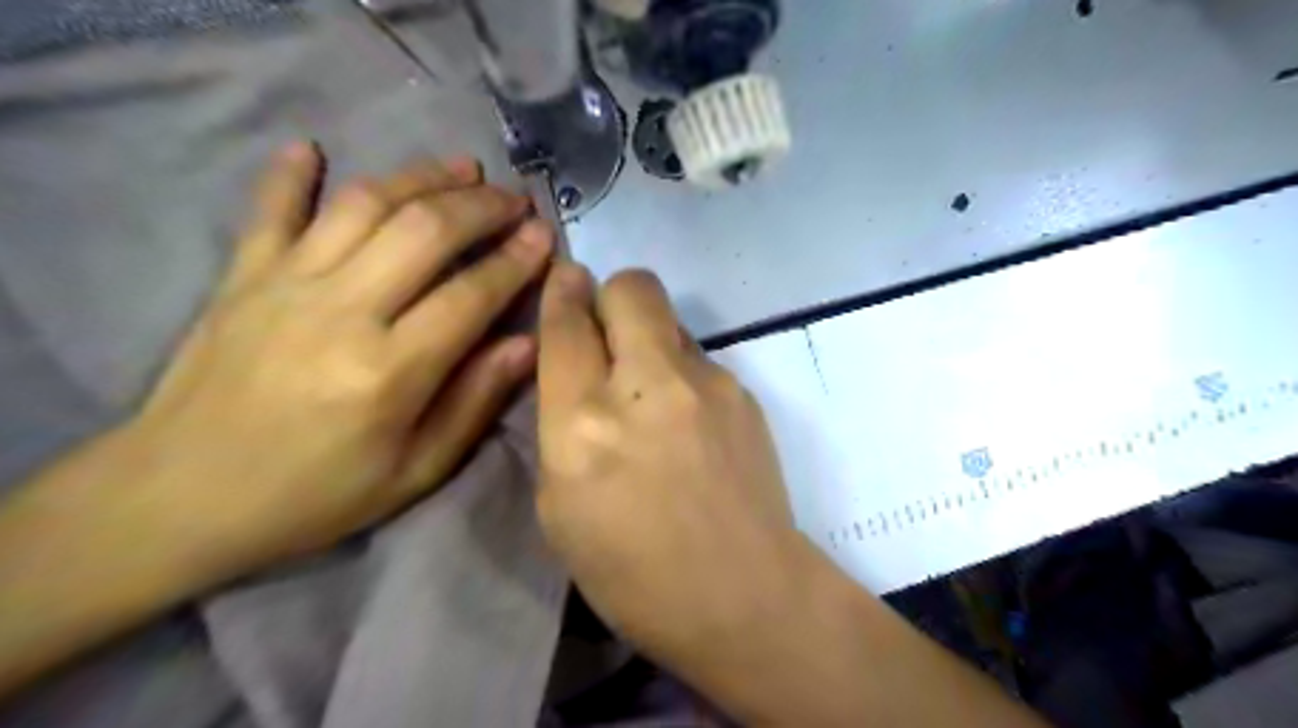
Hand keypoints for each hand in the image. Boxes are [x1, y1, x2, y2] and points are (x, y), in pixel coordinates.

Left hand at [116, 139, 550, 575]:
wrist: (180, 499)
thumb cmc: (314, 495)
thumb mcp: (415, 472)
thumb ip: (475, 403)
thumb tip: (526, 344)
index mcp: (389, 370)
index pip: (471, 295)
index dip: (516, 261)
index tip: (544, 236)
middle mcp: (341, 312)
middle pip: (424, 231)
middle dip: (481, 206)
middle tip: (515, 198)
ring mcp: (285, 285)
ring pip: (364, 205)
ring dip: (421, 177)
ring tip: (461, 167)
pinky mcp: (241, 277)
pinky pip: (270, 209)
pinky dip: (292, 175)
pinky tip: (312, 148)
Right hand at [535, 265, 801, 666]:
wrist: (744, 595)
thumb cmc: (633, 572)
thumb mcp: (560, 507)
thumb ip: (560, 423)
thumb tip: (578, 367)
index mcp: (583, 424)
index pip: (566, 323)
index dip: (562, 293)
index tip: (566, 282)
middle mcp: (645, 386)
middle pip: (631, 286)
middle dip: (611, 295)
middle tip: (607, 333)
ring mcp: (706, 383)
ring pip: (669, 319)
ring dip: (649, 339)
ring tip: (652, 394)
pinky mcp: (743, 392)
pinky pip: (699, 357)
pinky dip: (682, 373)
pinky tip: (689, 423)